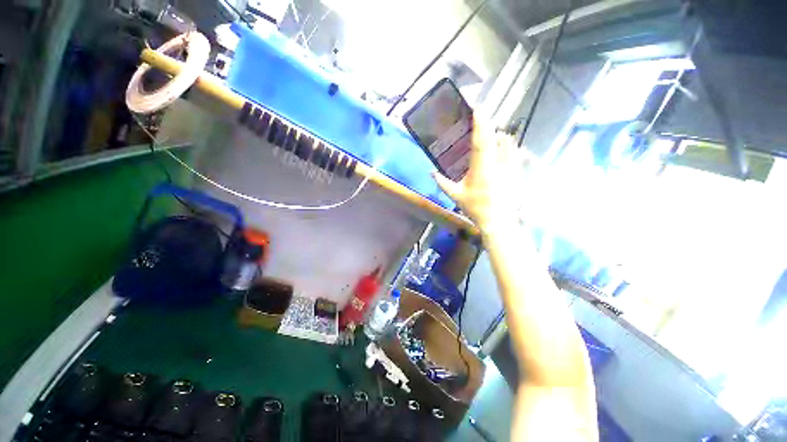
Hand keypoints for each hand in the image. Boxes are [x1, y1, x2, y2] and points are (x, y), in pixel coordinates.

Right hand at [432, 118, 528, 232]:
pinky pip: (515, 153)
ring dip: (500, 137)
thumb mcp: (456, 196)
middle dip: (490, 128)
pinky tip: (503, 151)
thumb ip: (442, 183)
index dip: (480, 124)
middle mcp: (497, 164)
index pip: (481, 141)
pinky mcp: (516, 172)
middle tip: (483, 123)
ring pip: (509, 144)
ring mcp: (509, 167)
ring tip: (493, 137)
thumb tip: (430, 173)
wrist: (498, 220)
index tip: (478, 109)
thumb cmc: (475, 208)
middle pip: (497, 138)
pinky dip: (509, 148)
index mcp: (481, 169)